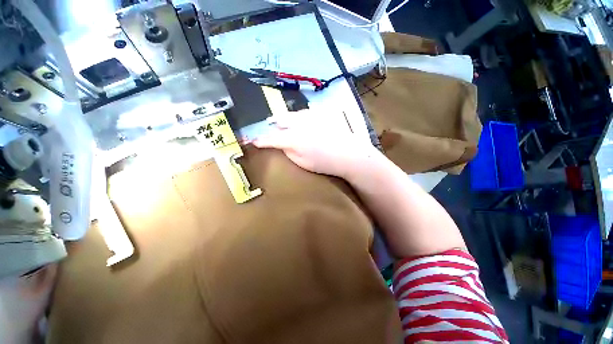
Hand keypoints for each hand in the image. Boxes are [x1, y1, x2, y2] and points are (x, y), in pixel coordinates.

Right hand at [252, 108, 377, 179]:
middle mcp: (299, 123)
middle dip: (273, 124)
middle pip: (280, 119)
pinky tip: (304, 123)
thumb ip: (288, 152)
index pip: (271, 138)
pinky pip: (305, 113)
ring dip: (287, 119)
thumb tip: (280, 144)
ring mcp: (311, 115)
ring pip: (292, 114)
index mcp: (293, 139)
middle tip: (271, 128)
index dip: (260, 140)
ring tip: (286, 124)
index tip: (253, 141)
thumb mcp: (303, 163)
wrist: (349, 154)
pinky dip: (300, 117)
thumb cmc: (325, 163)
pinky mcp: (321, 112)